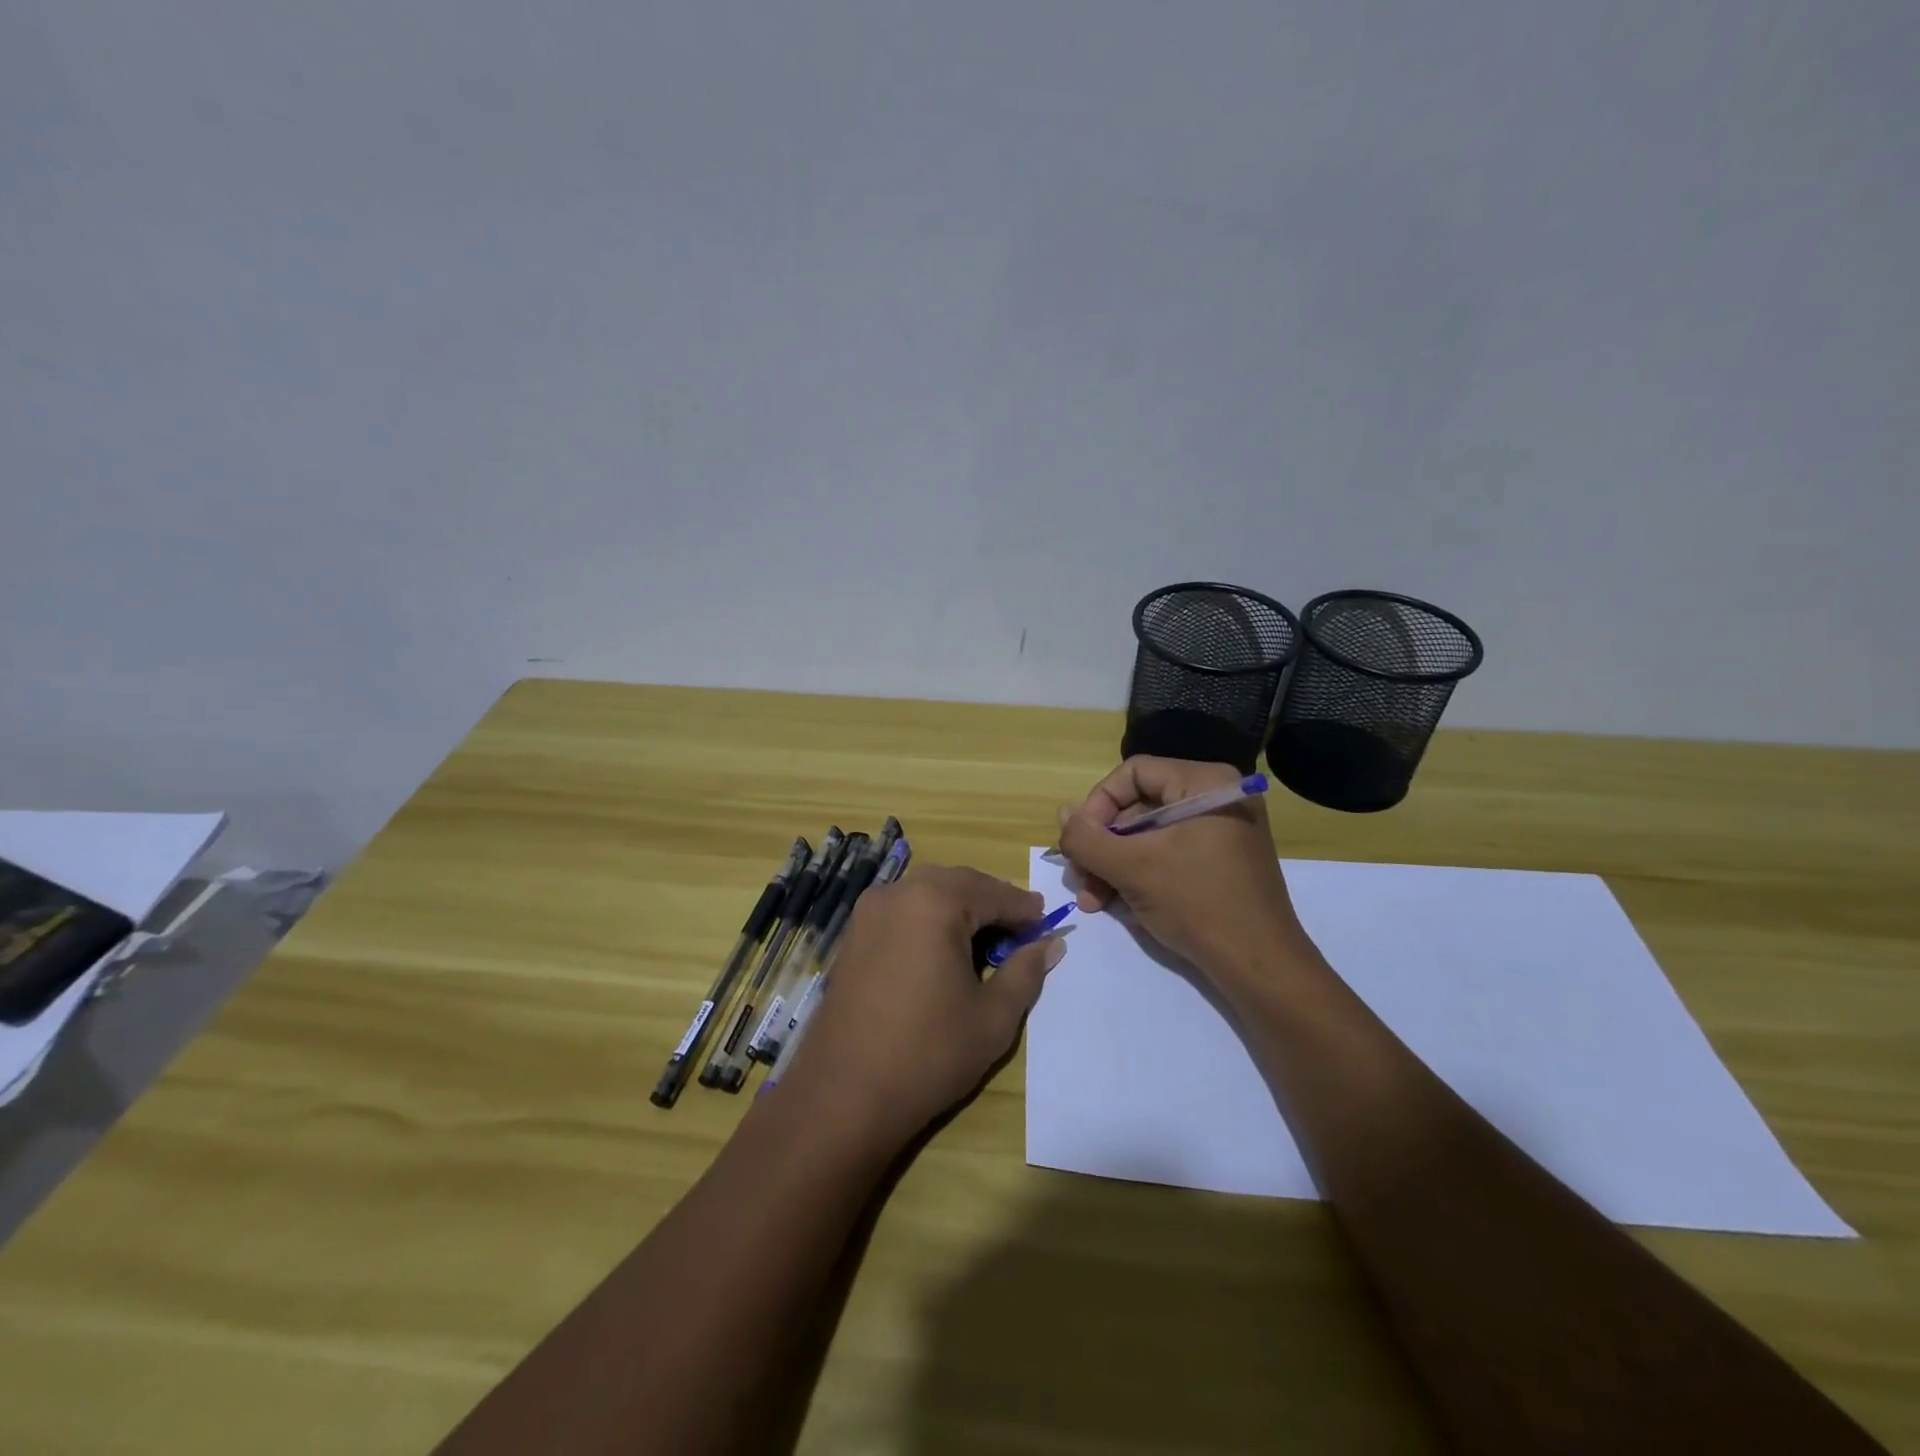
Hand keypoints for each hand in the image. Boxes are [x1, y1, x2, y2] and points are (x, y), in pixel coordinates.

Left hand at [776, 865, 1065, 1150]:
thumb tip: (1051, 943)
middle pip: (957, 883)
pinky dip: (928, 918)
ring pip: (926, 892)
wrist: (842, 1095)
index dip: (1023, 908)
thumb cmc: (929, 1053)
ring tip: (984, 940)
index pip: (992, 893)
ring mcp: (868, 913)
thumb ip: (1026, 971)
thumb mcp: (993, 1017)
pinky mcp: (852, 936)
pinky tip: (942, 950)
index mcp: (935, 902)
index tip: (1046, 921)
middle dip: (990, 901)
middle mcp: (897, 893)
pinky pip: (901, 910)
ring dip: (959, 907)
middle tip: (1018, 930)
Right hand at [1056, 756, 1310, 983]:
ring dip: (1113, 866)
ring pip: (1148, 836)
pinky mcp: (1219, 862)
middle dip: (1102, 846)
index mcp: (1205, 782)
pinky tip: (1117, 905)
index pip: (1133, 773)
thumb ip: (1087, 838)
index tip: (1080, 842)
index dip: (1098, 804)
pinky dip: (1138, 876)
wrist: (1260, 966)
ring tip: (1093, 901)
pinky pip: (1167, 855)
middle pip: (1138, 807)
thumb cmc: (1197, 903)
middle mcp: (1216, 797)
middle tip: (1081, 880)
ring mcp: (1220, 831)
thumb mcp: (1132, 868)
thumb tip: (1063, 815)